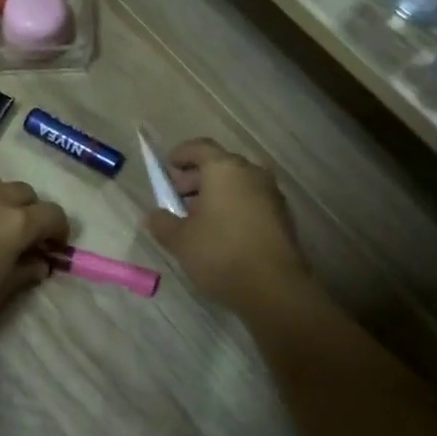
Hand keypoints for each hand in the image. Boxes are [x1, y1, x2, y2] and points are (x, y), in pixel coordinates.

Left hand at [0, 176, 68, 341]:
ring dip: (6, 199)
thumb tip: (40, 263)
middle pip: (25, 193)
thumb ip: (26, 271)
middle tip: (28, 236)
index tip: (55, 247)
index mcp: (17, 222)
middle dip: (34, 211)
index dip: (60, 230)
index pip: (52, 214)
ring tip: (0, 223)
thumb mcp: (3, 291)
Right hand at [143, 139, 308, 306]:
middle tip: (178, 197)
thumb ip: (162, 223)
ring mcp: (271, 195)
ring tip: (197, 220)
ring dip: (215, 195)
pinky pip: (251, 202)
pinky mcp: (282, 217)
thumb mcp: (180, 240)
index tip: (168, 167)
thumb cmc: (220, 253)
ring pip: (237, 184)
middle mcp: (251, 173)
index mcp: (224, 169)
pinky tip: (221, 233)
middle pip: (220, 165)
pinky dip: (233, 208)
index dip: (181, 154)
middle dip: (196, 178)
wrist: (274, 287)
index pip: (200, 147)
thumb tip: (154, 215)